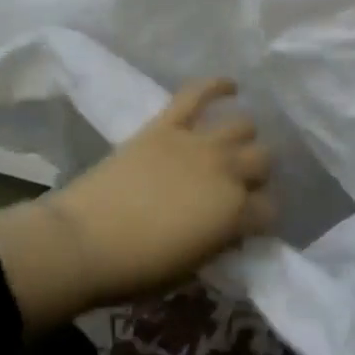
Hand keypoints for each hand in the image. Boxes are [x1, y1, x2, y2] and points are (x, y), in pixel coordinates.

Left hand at [47, 78, 274, 305]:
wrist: (85, 241)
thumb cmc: (138, 268)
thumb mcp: (192, 267)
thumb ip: (219, 241)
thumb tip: (230, 228)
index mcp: (234, 214)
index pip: (269, 209)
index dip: (263, 217)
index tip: (251, 222)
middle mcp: (226, 171)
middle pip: (263, 160)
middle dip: (258, 172)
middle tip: (242, 182)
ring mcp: (197, 143)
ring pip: (242, 125)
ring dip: (244, 136)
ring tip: (236, 141)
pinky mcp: (167, 125)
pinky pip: (197, 94)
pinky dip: (217, 86)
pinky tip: (230, 86)